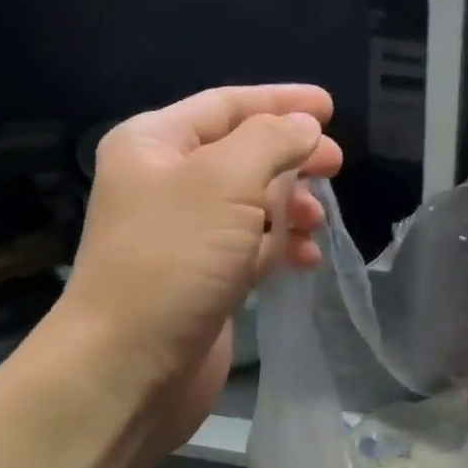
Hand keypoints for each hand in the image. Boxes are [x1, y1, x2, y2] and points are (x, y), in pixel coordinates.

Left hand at [49, 85, 342, 450]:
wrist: (132, 366)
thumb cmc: (174, 259)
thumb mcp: (224, 182)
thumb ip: (271, 141)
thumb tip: (305, 127)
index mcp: (154, 144)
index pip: (225, 105)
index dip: (280, 102)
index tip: (331, 107)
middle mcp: (165, 183)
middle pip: (242, 153)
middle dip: (291, 156)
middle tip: (336, 165)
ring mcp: (185, 234)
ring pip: (251, 202)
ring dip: (290, 205)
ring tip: (319, 220)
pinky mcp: (204, 277)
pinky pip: (252, 246)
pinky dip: (281, 245)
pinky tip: (307, 258)